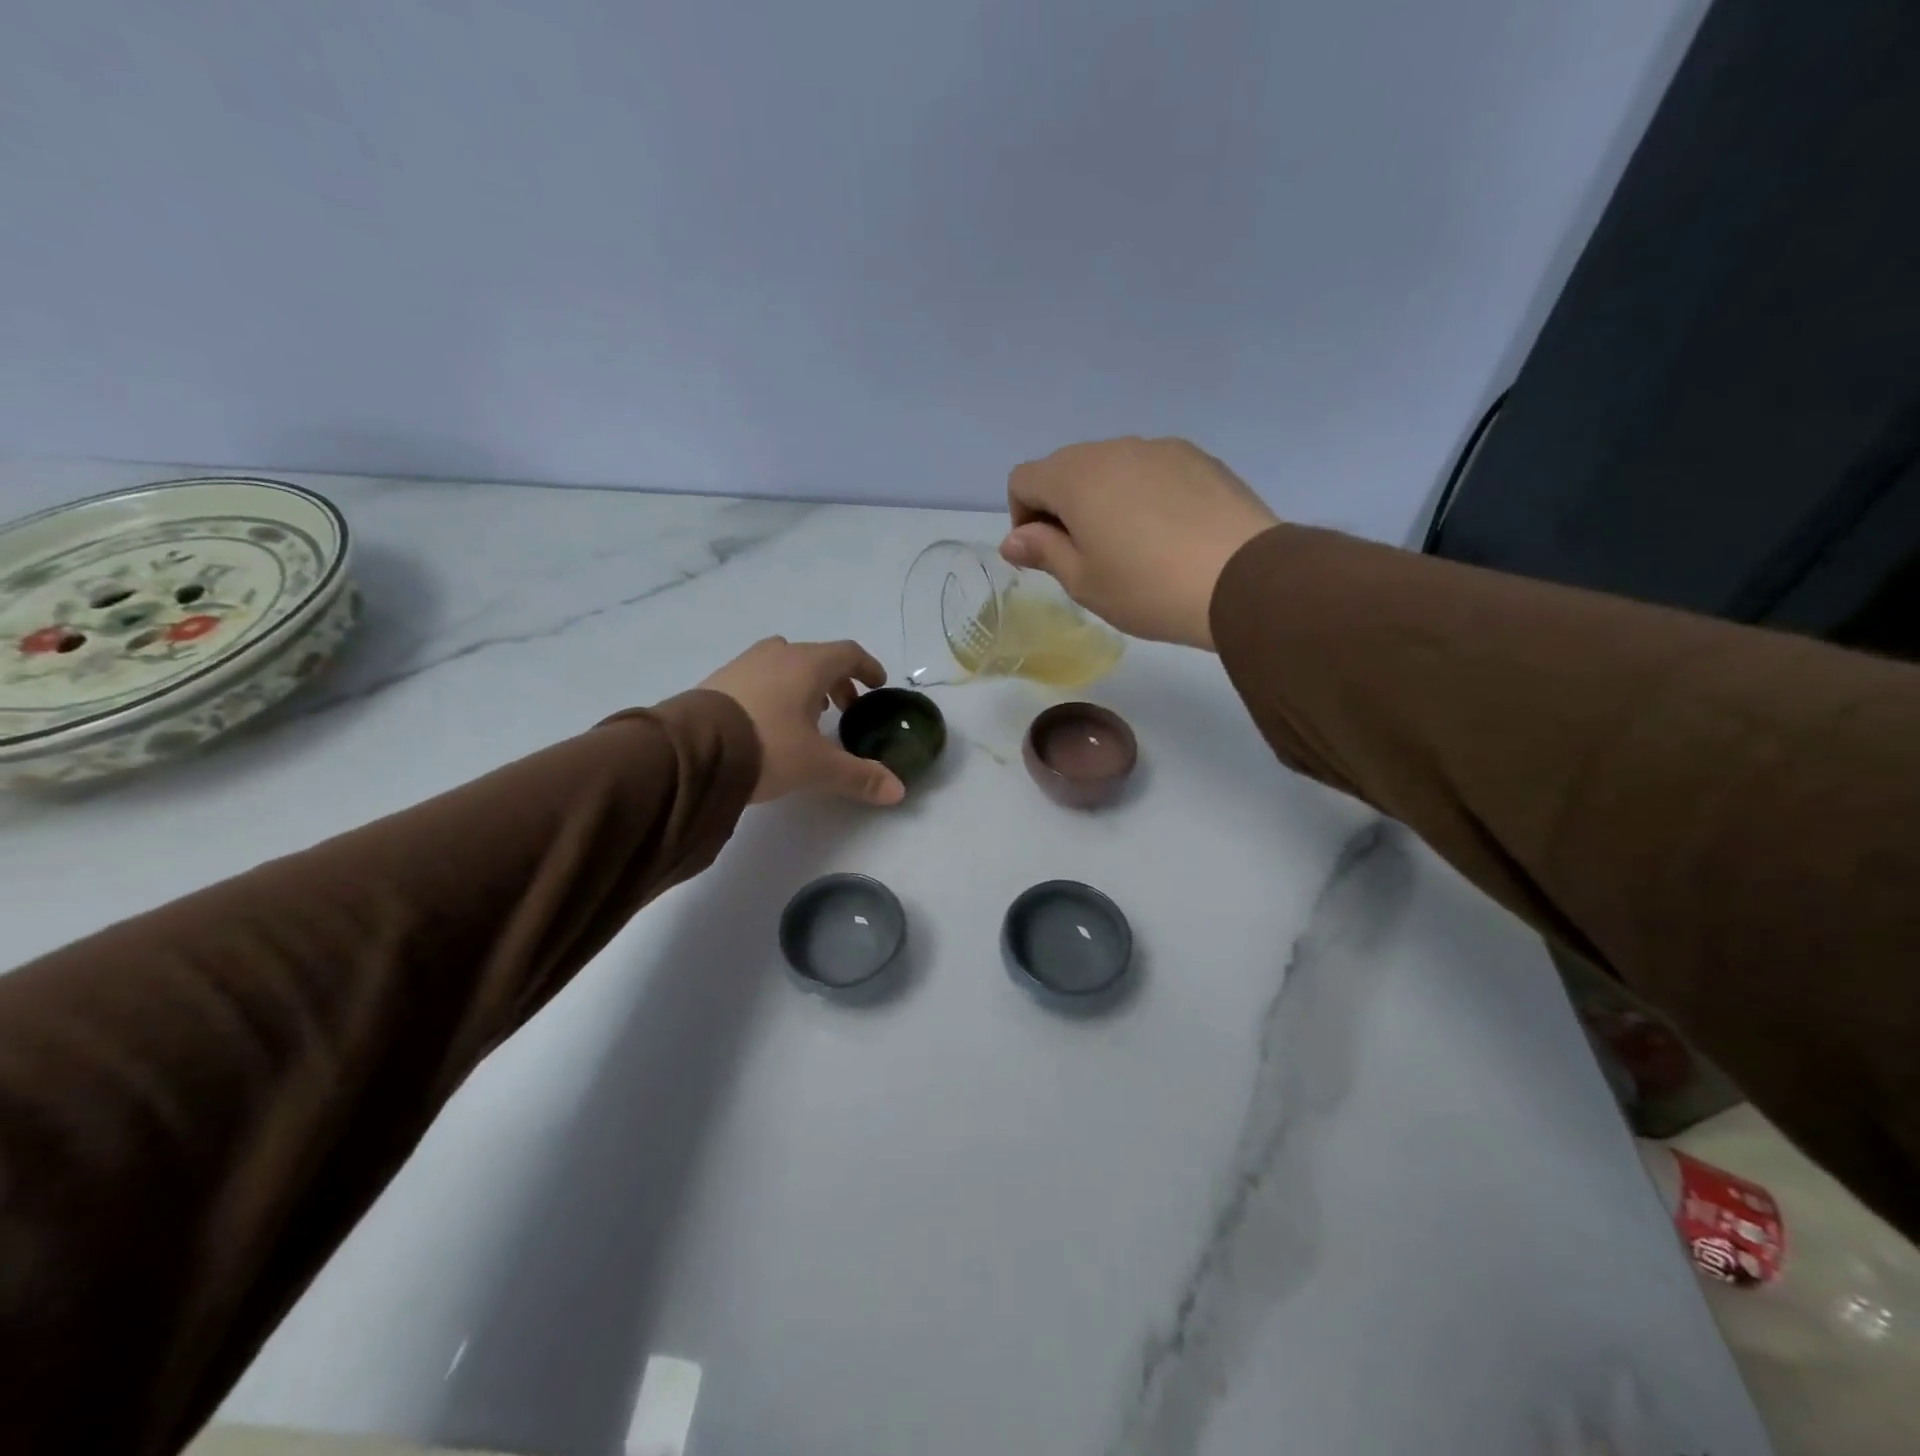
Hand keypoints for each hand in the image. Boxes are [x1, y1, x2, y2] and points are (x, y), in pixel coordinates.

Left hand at [700, 638, 904, 805]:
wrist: (692, 751)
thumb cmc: (768, 746)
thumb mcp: (818, 766)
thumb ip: (859, 776)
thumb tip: (898, 790)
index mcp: (808, 664)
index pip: (848, 654)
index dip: (867, 668)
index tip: (876, 686)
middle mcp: (777, 655)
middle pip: (816, 657)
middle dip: (835, 681)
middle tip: (844, 709)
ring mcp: (743, 665)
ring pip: (784, 665)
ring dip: (802, 685)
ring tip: (806, 716)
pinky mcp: (717, 681)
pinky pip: (757, 677)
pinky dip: (773, 691)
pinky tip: (768, 722)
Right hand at [1002, 437, 1278, 649]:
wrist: (1244, 580)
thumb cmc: (1147, 587)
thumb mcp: (1083, 581)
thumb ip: (1043, 551)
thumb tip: (1014, 539)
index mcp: (1075, 476)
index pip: (1023, 480)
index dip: (1022, 518)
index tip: (1046, 556)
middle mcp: (1114, 449)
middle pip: (1067, 469)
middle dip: (1062, 508)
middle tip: (1086, 557)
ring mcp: (1161, 449)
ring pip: (1112, 468)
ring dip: (1104, 500)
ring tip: (1132, 548)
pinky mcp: (1199, 459)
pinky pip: (1153, 471)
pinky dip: (1144, 496)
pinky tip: (1168, 535)